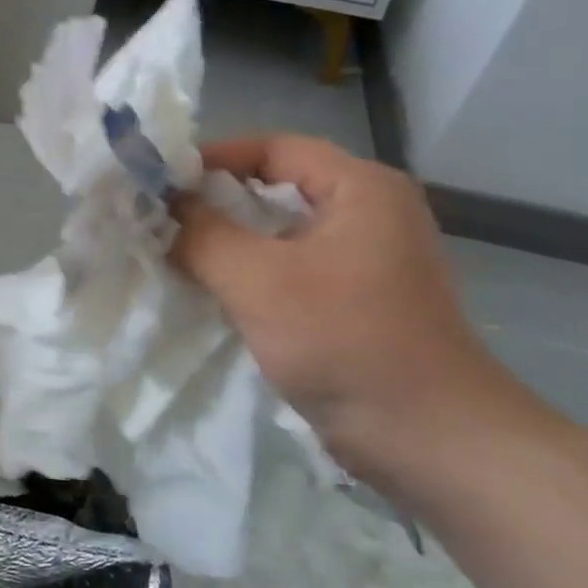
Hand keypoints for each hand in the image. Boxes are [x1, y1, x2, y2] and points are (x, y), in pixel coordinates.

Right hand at [171, 135, 513, 485]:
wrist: (428, 439)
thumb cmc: (345, 341)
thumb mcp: (259, 280)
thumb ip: (203, 235)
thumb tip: (166, 209)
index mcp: (361, 188)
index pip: (274, 148)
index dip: (213, 158)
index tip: (160, 180)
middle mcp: (369, 214)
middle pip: (277, 189)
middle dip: (216, 202)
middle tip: (159, 217)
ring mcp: (366, 261)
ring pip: (281, 234)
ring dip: (229, 242)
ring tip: (174, 253)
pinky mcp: (356, 302)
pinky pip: (291, 271)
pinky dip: (250, 274)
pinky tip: (211, 291)